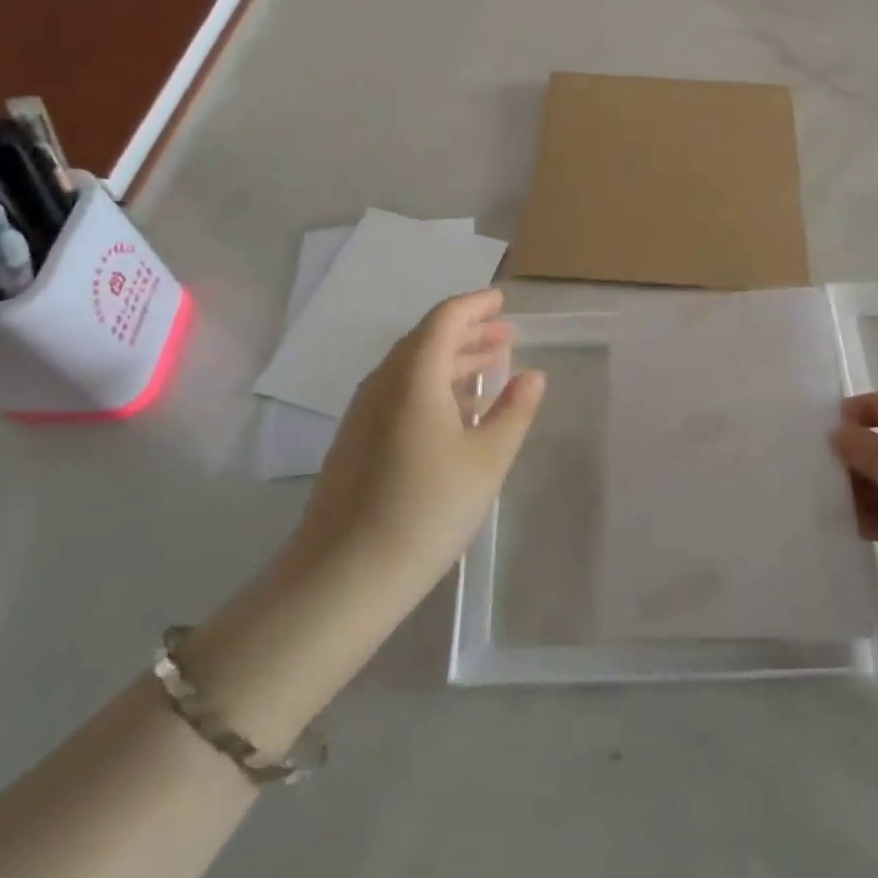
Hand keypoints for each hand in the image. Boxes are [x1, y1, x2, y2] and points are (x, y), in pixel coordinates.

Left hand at [288, 290, 545, 606]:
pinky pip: (400, 393)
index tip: (502, 301)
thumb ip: (514, 411)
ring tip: (490, 367)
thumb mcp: (486, 459)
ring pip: (412, 368)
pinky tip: (456, 413)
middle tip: (506, 335)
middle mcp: (383, 383)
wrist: (344, 575)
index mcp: (413, 376)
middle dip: (469, 333)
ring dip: (452, 361)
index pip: (445, 319)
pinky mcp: (356, 440)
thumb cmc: (427, 509)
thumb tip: (532, 375)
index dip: (475, 305)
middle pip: (427, 340)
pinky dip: (433, 387)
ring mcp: (364, 413)